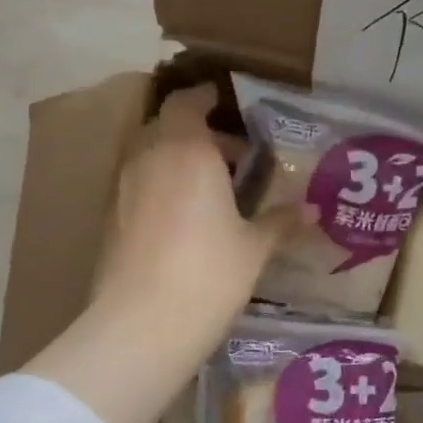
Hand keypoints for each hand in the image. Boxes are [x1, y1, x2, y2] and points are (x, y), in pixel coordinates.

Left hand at [95, 82, 299, 335]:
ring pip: (151, 158)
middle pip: (168, 128)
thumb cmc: (209, 274)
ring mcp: (123, 188)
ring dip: (177, 163)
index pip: (188, 102)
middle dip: (198, 135)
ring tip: (211, 193)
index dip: (205, 99)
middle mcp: (149, 158)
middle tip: (232, 159)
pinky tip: (183, 223)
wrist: (142, 323)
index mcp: (187, 150)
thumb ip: (279, 222)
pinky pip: (139, 187)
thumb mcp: (253, 248)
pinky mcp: (110, 219)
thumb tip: (311, 210)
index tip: (225, 104)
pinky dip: (160, 190)